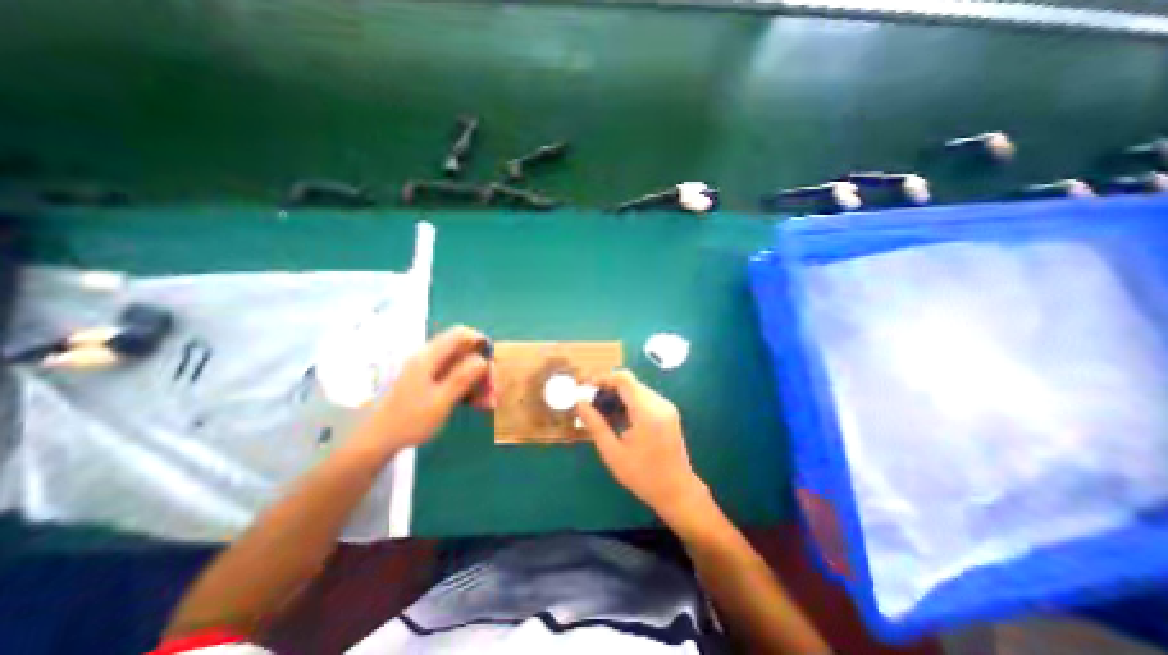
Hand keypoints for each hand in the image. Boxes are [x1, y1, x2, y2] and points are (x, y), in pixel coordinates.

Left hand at [359, 325, 497, 454]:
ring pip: (462, 367)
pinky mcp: (430, 383)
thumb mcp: (441, 400)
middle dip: (483, 369)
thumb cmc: (410, 420)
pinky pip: (455, 379)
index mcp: (429, 357)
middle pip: (464, 352)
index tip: (493, 360)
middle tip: (494, 390)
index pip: (460, 334)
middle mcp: (430, 359)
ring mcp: (429, 371)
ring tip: (489, 402)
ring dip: (478, 382)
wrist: (379, 440)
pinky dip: (468, 389)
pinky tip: (479, 404)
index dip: (480, 341)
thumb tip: (483, 359)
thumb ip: (463, 377)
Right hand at [577, 371, 707, 519]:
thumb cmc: (643, 476)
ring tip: (602, 412)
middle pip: (630, 383)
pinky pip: (645, 398)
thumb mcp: (613, 453)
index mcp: (647, 413)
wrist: (677, 491)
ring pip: (637, 389)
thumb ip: (595, 425)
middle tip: (591, 402)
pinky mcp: (668, 412)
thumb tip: (579, 403)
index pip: (624, 380)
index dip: (604, 378)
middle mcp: (660, 404)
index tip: (587, 387)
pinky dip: (629, 402)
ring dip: (618, 395)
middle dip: (609, 388)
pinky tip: (618, 418)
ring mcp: (666, 407)